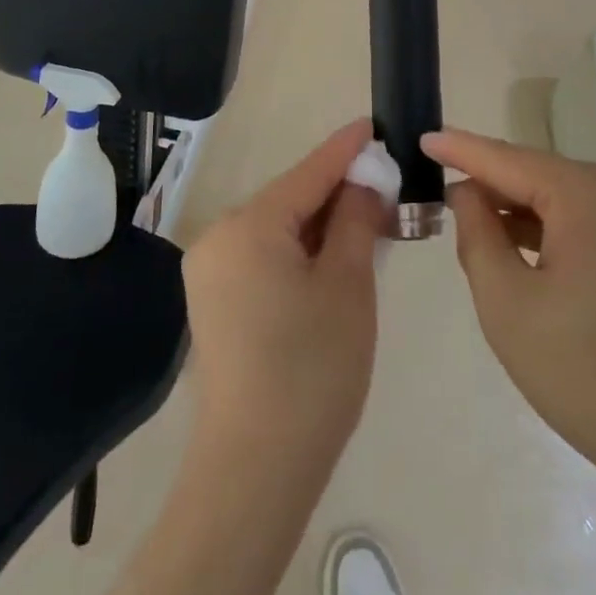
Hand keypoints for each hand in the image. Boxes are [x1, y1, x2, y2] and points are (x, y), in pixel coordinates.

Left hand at [183, 119, 386, 470]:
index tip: (373, 124)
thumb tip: (364, 182)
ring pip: (277, 228)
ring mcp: (210, 270)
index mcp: (249, 225)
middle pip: (290, 199)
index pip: (308, 172)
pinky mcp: (212, 300)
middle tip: (386, 191)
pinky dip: (298, 251)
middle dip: (337, 192)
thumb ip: (356, 220)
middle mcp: (219, 236)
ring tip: (367, 224)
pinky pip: (263, 255)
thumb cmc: (312, 370)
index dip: (346, 149)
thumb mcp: (348, 286)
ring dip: (320, 224)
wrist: (254, 470)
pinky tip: (331, 261)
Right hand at [429, 129, 595, 488]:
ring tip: (480, 236)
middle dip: (491, 190)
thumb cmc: (590, 376)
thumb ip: (477, 235)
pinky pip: (592, 217)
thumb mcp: (508, 306)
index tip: (423, 137)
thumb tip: (468, 192)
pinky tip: (529, 254)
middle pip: (538, 174)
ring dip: (522, 213)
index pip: (507, 158)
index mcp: (588, 193)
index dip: (460, 149)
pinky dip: (555, 229)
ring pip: (564, 197)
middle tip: (444, 210)